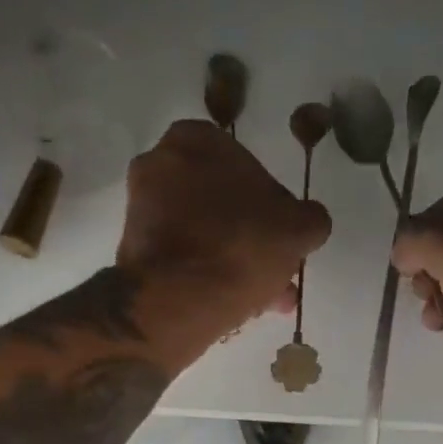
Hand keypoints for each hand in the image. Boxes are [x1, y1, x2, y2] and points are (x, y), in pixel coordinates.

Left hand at [118, 120, 331, 328]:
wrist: (175, 301)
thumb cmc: (240, 248)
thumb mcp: (298, 229)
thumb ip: (310, 218)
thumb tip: (308, 221)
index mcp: (197, 139)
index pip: (246, 165)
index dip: (270, 205)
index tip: (282, 237)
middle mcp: (159, 163)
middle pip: (220, 203)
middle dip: (249, 237)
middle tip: (273, 272)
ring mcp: (141, 208)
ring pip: (202, 234)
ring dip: (231, 261)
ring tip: (260, 299)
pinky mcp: (133, 250)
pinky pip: (181, 258)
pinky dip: (205, 275)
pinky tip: (232, 304)